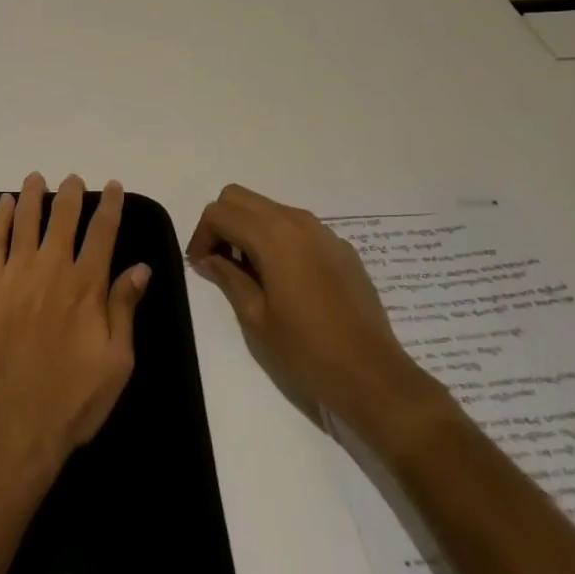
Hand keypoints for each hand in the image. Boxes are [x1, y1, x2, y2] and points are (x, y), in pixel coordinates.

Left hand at [0, 173, 151, 475]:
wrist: (10, 424)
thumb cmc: (71, 400)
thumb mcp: (116, 362)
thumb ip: (125, 309)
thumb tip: (141, 268)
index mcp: (87, 286)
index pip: (103, 233)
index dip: (109, 206)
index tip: (112, 186)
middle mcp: (52, 269)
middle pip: (63, 218)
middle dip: (70, 195)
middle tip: (73, 180)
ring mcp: (15, 274)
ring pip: (27, 221)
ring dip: (34, 196)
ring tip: (37, 178)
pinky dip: (0, 217)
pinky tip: (5, 203)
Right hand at [187, 184, 425, 433]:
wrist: (374, 376)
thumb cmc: (307, 350)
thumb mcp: (256, 317)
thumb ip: (228, 277)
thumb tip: (208, 259)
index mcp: (272, 235)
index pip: (219, 212)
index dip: (201, 235)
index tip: (200, 265)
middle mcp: (297, 220)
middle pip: (240, 198)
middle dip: (222, 223)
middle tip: (220, 262)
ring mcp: (323, 232)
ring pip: (269, 209)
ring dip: (250, 228)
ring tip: (250, 272)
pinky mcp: (341, 247)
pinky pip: (297, 227)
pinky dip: (278, 239)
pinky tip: (285, 280)